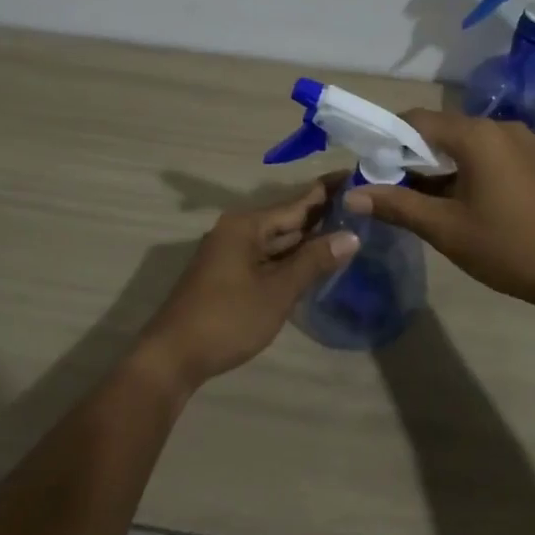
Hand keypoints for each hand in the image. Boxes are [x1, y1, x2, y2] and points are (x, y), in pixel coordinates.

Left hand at [134, 176, 357, 395]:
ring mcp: (230, 253)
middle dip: (322, 216)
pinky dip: (291, 258)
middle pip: (287, 219)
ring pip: (277, 240)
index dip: (327, 191)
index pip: (297, 203)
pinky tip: (314, 261)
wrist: (173, 357)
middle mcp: (237, 231)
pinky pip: (267, 257)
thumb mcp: (277, 291)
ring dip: (308, 239)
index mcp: (246, 225)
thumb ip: (314, 261)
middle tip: (361, 207)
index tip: (356, 177)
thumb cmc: (228, 319)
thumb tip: (351, 236)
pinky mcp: (228, 274)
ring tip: (348, 230)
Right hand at [344, 110, 534, 311]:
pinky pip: (489, 153)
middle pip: (442, 129)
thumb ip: (396, 205)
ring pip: (466, 142)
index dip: (387, 138)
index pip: (416, 119)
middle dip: (412, 154)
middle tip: (389, 185)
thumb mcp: (445, 229)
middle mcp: (500, 126)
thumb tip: (352, 195)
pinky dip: (467, 168)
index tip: (369, 165)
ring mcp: (523, 141)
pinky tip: (460, 198)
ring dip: (440, 163)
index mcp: (477, 135)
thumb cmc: (508, 247)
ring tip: (421, 197)